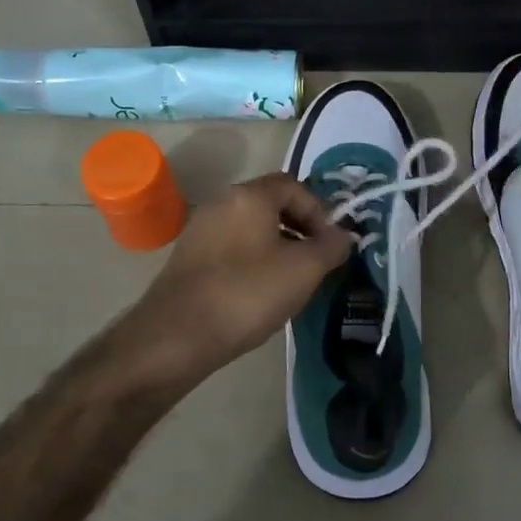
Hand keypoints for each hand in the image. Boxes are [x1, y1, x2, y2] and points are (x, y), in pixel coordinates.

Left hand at [124, 172, 353, 382]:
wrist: (177, 335)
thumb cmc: (248, 293)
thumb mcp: (303, 270)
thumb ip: (330, 247)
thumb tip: (343, 235)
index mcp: (249, 196)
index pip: (292, 184)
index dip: (318, 209)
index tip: (330, 242)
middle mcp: (221, 203)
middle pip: (269, 204)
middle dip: (299, 227)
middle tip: (315, 260)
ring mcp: (200, 230)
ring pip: (249, 228)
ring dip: (276, 246)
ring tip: (291, 280)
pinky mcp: (188, 258)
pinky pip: (230, 248)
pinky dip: (251, 261)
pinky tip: (259, 293)